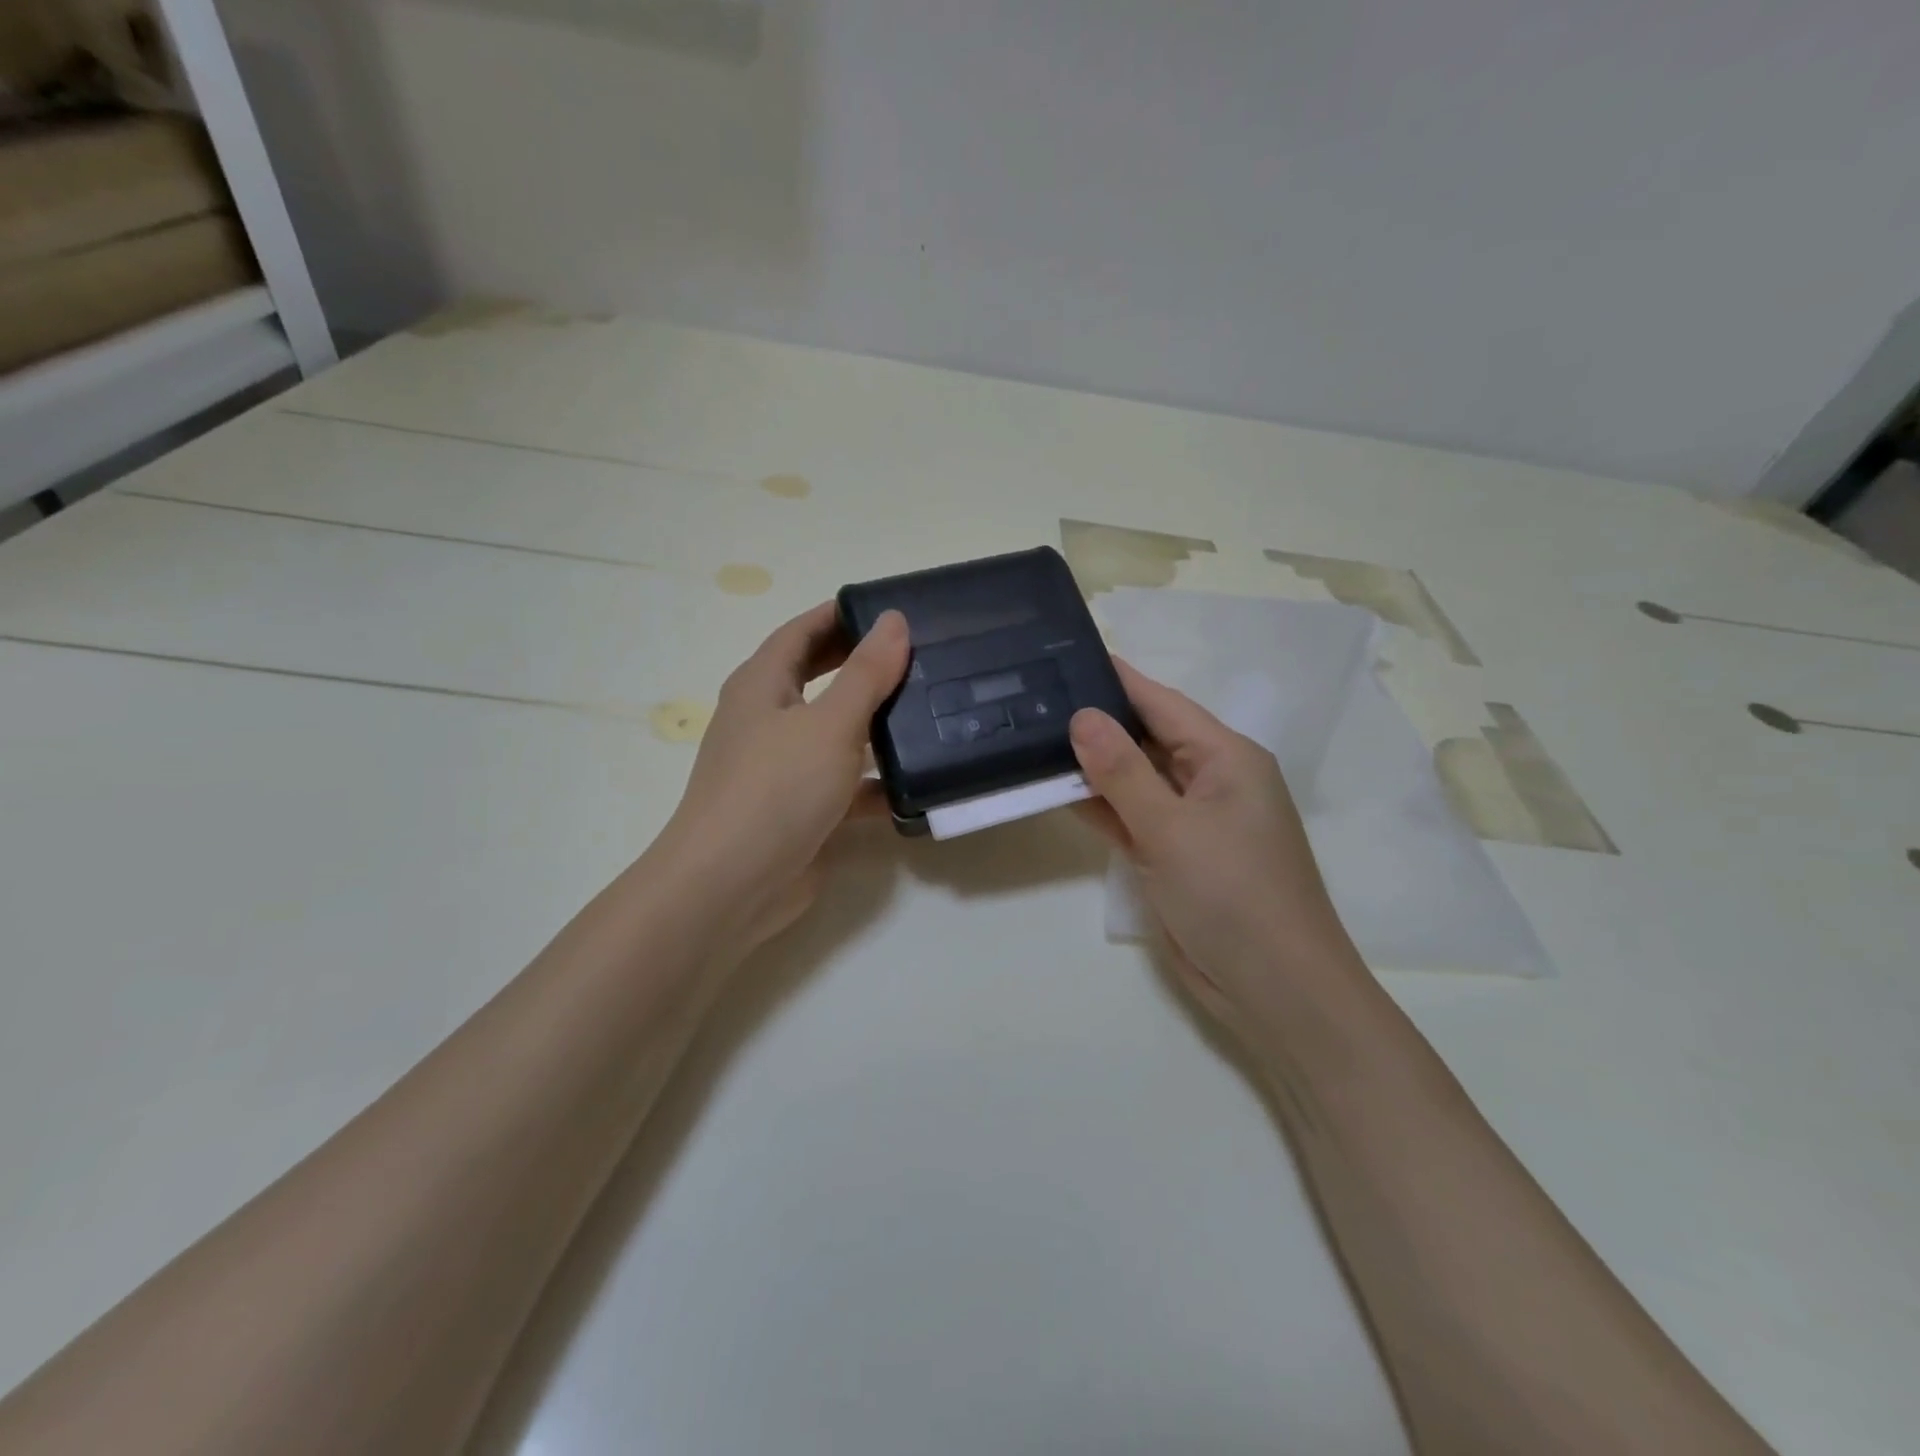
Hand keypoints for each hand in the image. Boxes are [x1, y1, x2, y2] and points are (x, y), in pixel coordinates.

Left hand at [657, 602, 908, 956]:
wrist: (732, 886)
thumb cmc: (776, 788)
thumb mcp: (830, 723)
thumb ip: (866, 673)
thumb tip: (894, 620)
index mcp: (763, 684)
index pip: (803, 631)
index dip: (842, 615)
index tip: (893, 609)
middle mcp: (769, 719)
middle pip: (822, 678)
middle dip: (866, 666)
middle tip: (922, 656)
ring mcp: (784, 767)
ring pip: (838, 733)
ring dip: (877, 725)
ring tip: (933, 711)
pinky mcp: (803, 810)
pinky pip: (846, 785)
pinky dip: (876, 783)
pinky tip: (919, 783)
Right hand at [1071, 660, 1365, 1039]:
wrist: (1274, 990)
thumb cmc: (1233, 896)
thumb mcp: (1172, 828)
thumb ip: (1122, 772)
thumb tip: (1082, 716)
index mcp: (1226, 758)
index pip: (1162, 703)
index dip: (1117, 679)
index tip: (1067, 655)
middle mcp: (1210, 781)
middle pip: (1146, 738)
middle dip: (1096, 722)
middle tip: (1036, 699)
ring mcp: (1191, 821)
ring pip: (1134, 780)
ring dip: (1092, 768)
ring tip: (1033, 737)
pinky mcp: (1175, 855)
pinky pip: (1132, 818)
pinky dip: (1100, 807)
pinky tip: (1057, 791)